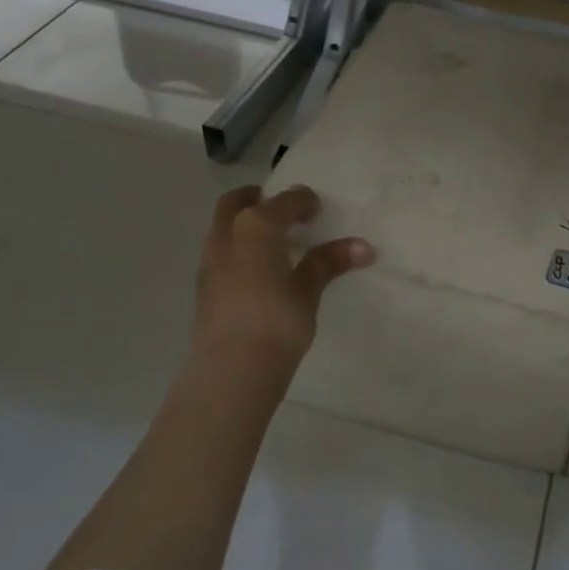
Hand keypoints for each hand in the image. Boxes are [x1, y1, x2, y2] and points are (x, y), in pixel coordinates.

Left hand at [192, 185, 373, 377]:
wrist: (232, 370)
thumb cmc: (277, 323)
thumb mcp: (308, 291)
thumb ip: (328, 263)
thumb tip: (363, 247)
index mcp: (255, 228)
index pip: (281, 203)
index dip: (301, 200)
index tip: (316, 206)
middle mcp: (226, 237)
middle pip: (236, 204)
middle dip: (258, 200)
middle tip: (281, 208)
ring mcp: (210, 263)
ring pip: (224, 228)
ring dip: (244, 224)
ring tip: (271, 239)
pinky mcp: (204, 288)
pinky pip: (221, 253)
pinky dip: (238, 248)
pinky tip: (256, 269)